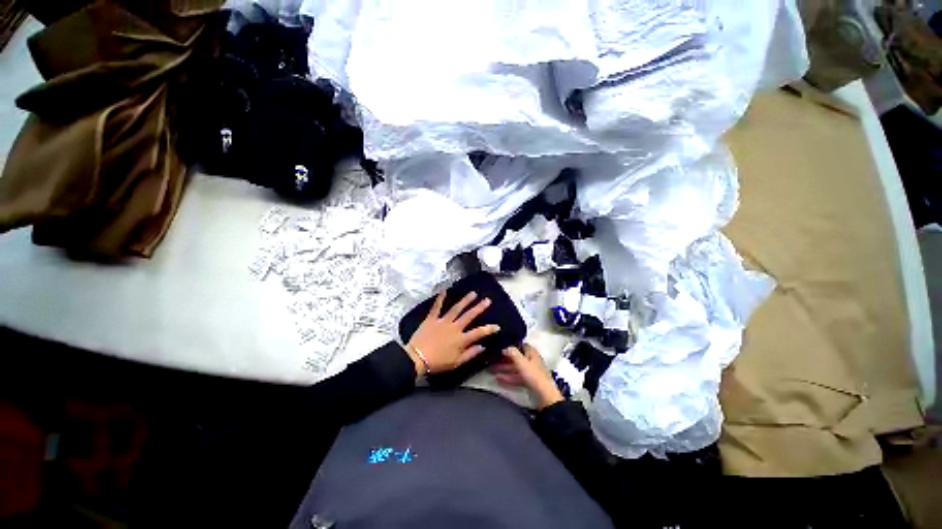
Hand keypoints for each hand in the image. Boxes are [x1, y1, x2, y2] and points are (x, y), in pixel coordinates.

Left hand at [406, 291, 498, 377]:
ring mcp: (443, 321)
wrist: (417, 358)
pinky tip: (444, 290)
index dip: (489, 329)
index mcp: (461, 339)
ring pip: (456, 309)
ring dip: (465, 300)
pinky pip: (437, 307)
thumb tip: (482, 347)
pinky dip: (440, 298)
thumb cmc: (437, 362)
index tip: (497, 326)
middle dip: (479, 307)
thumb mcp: (456, 363)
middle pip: (469, 315)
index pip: (479, 333)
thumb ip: (470, 354)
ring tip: (473, 293)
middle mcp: (454, 327)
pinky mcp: (432, 318)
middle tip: (487, 300)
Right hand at [489, 344, 563, 408]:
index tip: (499, 346)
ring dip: (503, 369)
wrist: (544, 396)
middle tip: (491, 360)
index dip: (510, 345)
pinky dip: (508, 378)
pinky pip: (516, 377)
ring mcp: (529, 371)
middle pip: (515, 357)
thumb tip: (505, 347)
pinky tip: (498, 379)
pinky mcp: (528, 381)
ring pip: (514, 368)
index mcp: (531, 353)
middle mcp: (530, 360)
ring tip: (490, 370)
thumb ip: (513, 353)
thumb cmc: (534, 375)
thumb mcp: (521, 362)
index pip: (520, 345)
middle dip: (503, 359)